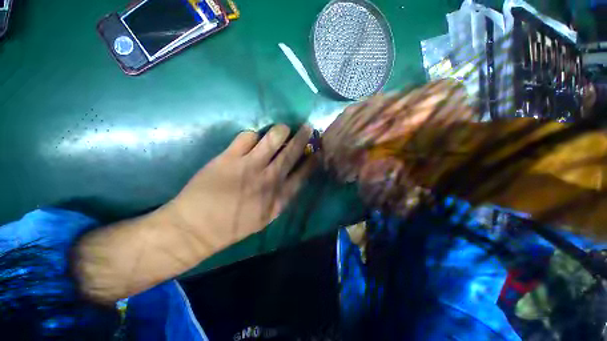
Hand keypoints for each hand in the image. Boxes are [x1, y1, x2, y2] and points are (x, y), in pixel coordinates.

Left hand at [165, 124, 315, 251]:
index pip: (303, 174)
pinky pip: (248, 136)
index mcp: (279, 197)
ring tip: (283, 129)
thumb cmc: (234, 226)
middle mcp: (269, 179)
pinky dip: (253, 135)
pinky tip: (251, 140)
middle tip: (307, 128)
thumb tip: (293, 176)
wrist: (197, 229)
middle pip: (291, 152)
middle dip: (302, 138)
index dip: (312, 160)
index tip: (317, 150)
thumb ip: (282, 197)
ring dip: (281, 130)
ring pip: (273, 138)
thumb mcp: (267, 217)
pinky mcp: (229, 158)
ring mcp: (249, 167)